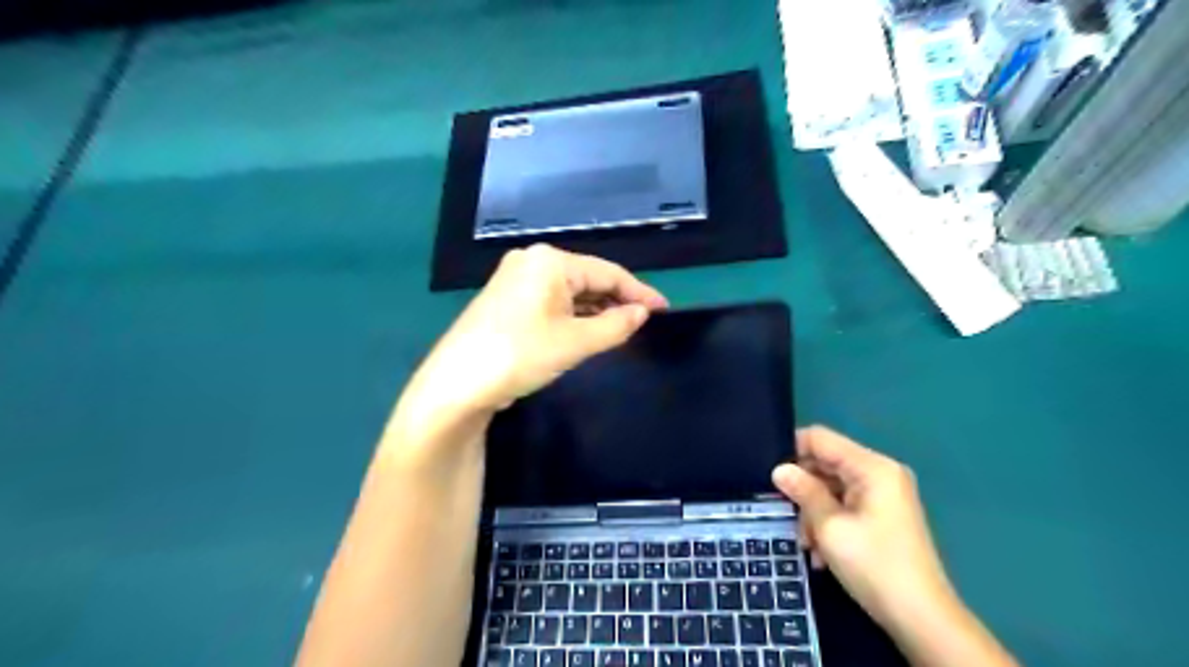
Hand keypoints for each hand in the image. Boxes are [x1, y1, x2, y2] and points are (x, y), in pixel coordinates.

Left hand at [397, 244, 658, 426]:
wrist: (456, 385)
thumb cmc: (519, 355)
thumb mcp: (575, 343)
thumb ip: (615, 325)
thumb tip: (640, 314)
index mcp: (549, 261)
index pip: (607, 272)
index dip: (638, 292)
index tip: (663, 309)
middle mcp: (531, 262)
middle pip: (587, 279)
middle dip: (616, 301)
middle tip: (644, 323)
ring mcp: (515, 280)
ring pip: (569, 292)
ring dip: (595, 310)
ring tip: (622, 329)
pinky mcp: (507, 300)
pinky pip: (551, 302)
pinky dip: (573, 316)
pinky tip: (588, 330)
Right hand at [771, 427, 953, 630]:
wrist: (921, 619)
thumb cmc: (874, 565)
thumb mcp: (829, 527)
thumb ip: (803, 492)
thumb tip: (779, 469)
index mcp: (872, 467)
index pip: (821, 439)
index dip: (792, 450)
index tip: (769, 474)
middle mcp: (879, 474)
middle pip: (826, 464)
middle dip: (803, 489)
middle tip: (786, 515)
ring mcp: (883, 495)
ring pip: (832, 488)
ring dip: (813, 512)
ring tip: (806, 544)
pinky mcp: (882, 516)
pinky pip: (845, 506)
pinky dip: (829, 523)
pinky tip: (821, 553)